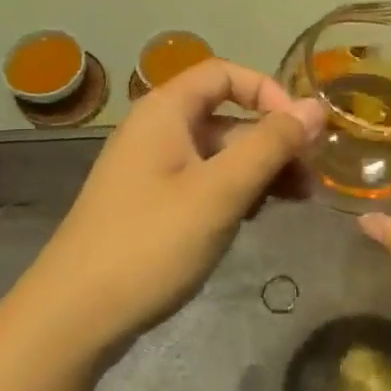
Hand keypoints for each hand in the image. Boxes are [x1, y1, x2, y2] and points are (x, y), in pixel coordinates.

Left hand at [22, 59, 325, 357]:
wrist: (74, 316)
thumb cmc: (150, 243)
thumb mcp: (219, 191)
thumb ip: (270, 145)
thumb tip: (316, 107)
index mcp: (165, 111)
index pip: (225, 74)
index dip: (268, 91)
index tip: (302, 129)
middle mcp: (158, 130)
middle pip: (227, 115)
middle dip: (274, 139)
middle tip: (313, 175)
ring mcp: (155, 170)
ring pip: (221, 153)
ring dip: (262, 168)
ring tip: (301, 199)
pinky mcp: (156, 204)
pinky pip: (207, 182)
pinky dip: (239, 191)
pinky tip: (262, 216)